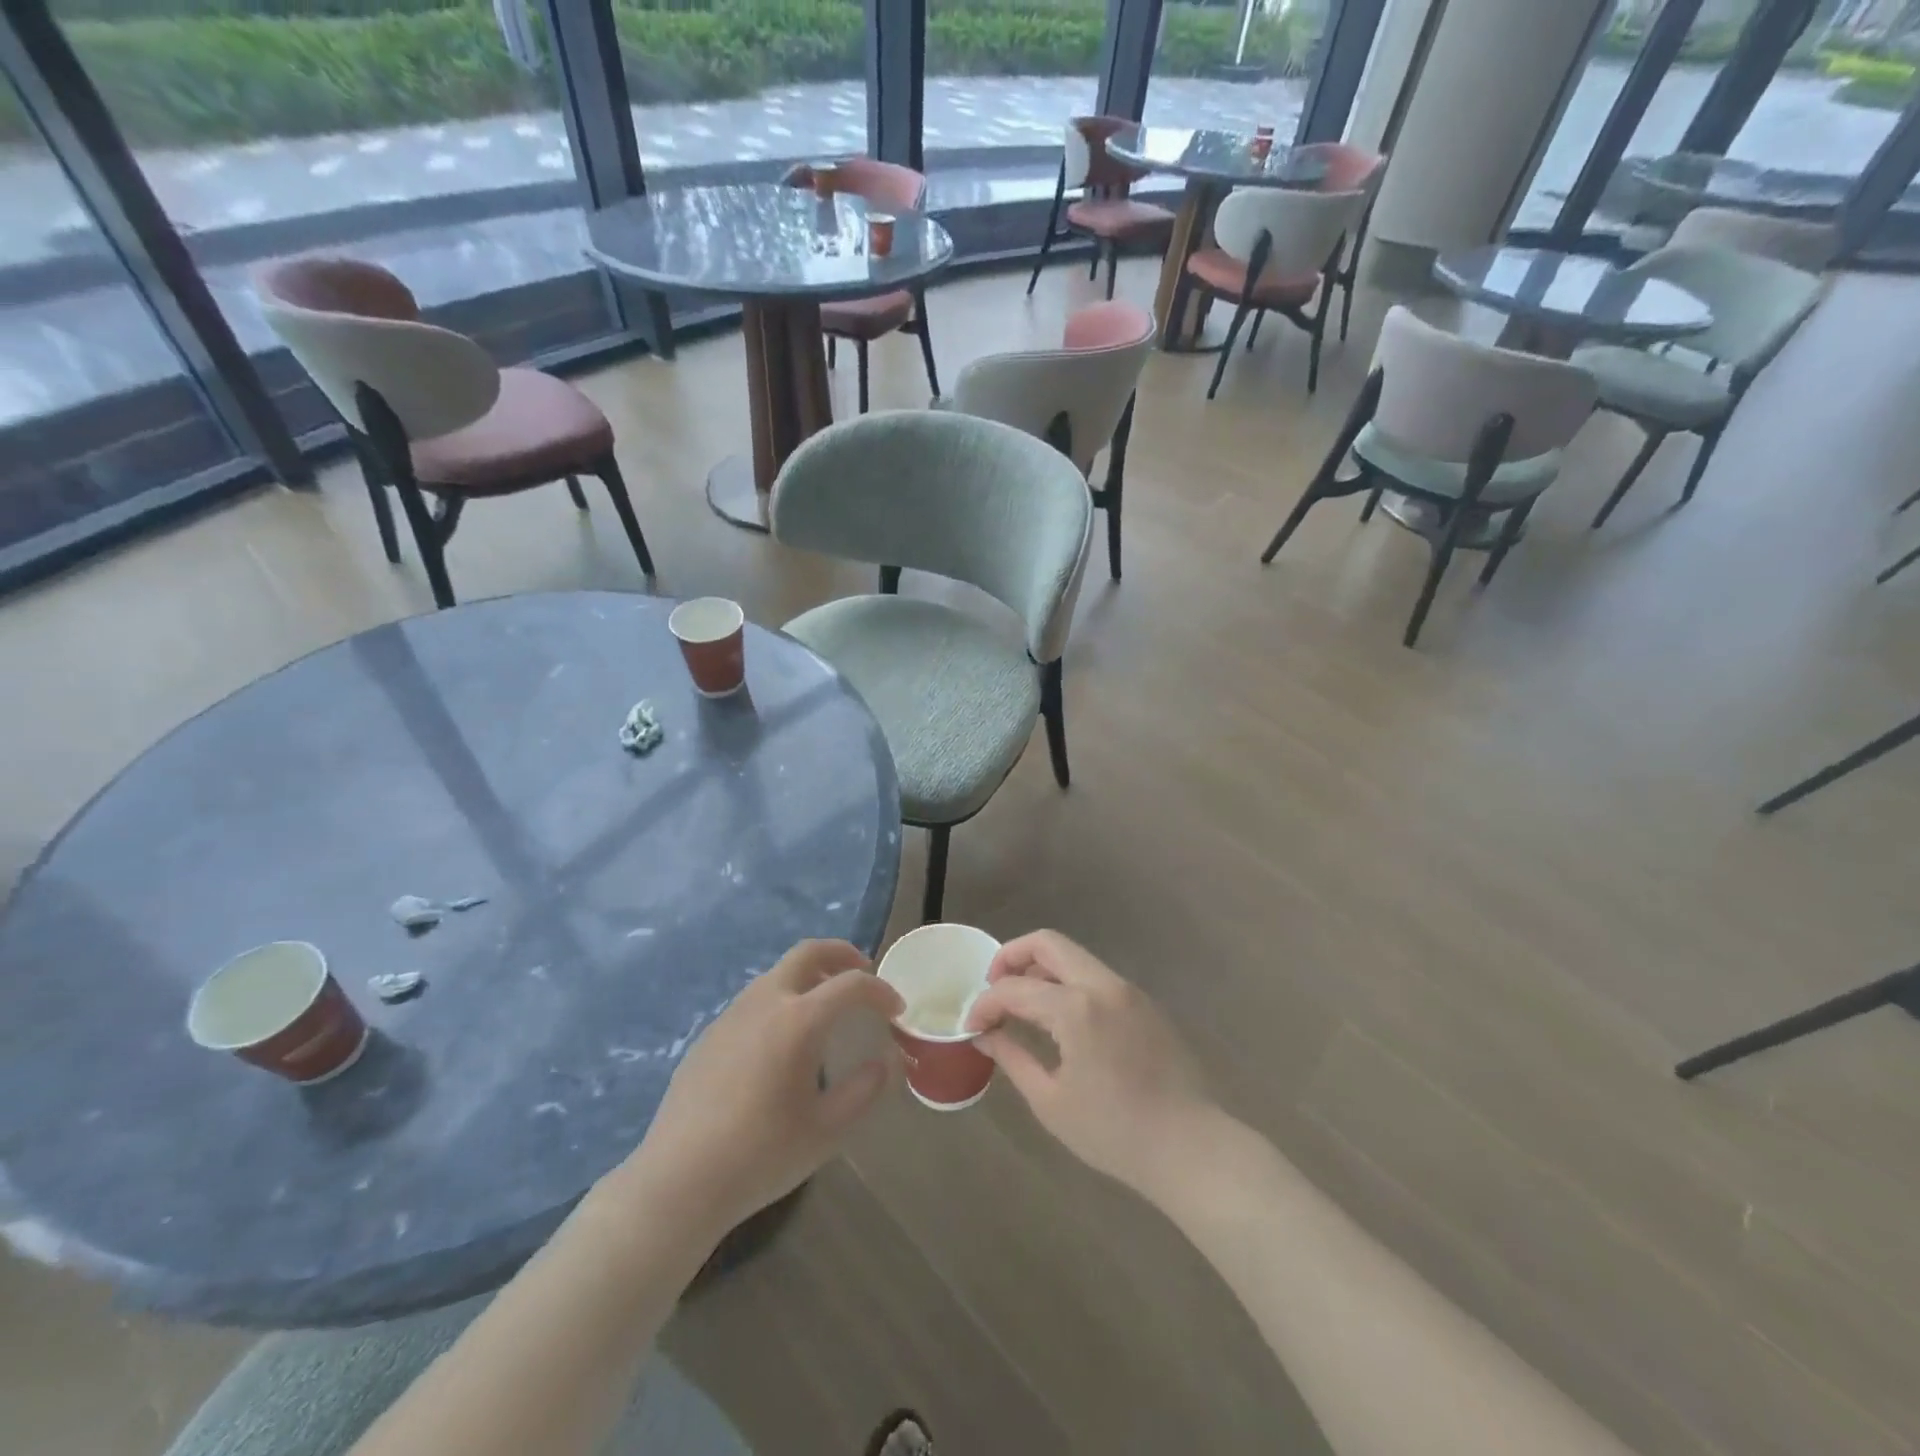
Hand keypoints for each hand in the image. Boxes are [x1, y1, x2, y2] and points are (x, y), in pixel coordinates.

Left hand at [613, 940, 902, 1242]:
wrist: (678, 1181)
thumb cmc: (761, 1156)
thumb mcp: (828, 1130)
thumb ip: (865, 1089)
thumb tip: (887, 1061)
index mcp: (798, 1020)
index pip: (851, 984)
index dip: (881, 991)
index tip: (897, 1010)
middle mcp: (765, 1002)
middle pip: (808, 952)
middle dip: (842, 953)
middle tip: (863, 972)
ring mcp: (732, 1015)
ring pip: (778, 973)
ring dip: (810, 976)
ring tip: (827, 1008)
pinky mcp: (710, 1034)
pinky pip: (756, 1000)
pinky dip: (783, 1000)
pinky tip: (784, 1043)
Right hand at [964, 931, 1216, 1204]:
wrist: (1190, 1147)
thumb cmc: (1114, 1132)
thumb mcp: (1051, 1101)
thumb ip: (1012, 1056)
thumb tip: (985, 1033)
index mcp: (1076, 1008)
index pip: (1015, 989)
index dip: (985, 1004)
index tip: (971, 1026)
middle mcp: (1102, 984)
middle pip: (1048, 943)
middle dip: (1011, 957)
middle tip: (993, 988)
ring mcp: (1127, 990)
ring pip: (1074, 956)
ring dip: (1041, 968)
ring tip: (1022, 1004)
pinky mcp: (1144, 1003)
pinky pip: (1096, 977)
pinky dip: (1068, 983)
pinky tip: (1059, 1019)